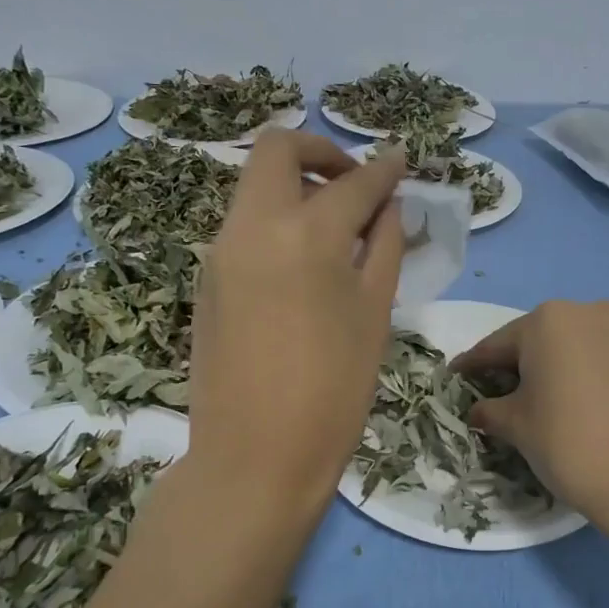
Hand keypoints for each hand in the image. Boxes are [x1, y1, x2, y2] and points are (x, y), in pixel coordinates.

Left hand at [187, 132, 406, 516]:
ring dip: (296, 186)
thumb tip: (388, 207)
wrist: (254, 457)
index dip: (383, 169)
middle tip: (354, 186)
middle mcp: (253, 226)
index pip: (353, 183)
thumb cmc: (333, 392)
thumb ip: (383, 248)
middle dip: (322, 153)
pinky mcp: (207, 277)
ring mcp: (220, 250)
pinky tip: (304, 262)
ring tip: (336, 228)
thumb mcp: (374, 315)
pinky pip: (244, 224)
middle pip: (277, 150)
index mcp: (306, 235)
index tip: (401, 162)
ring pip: (255, 186)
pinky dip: (277, 220)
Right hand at [451, 300, 608, 528]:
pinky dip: (586, 373)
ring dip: (554, 367)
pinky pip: (604, 357)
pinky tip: (579, 400)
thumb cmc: (570, 442)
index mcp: (547, 320)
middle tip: (497, 392)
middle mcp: (587, 312)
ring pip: (574, 345)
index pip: (497, 344)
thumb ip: (490, 410)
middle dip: (517, 364)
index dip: (473, 365)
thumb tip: (477, 410)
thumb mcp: (518, 426)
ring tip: (541, 398)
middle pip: (538, 338)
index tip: (455, 376)